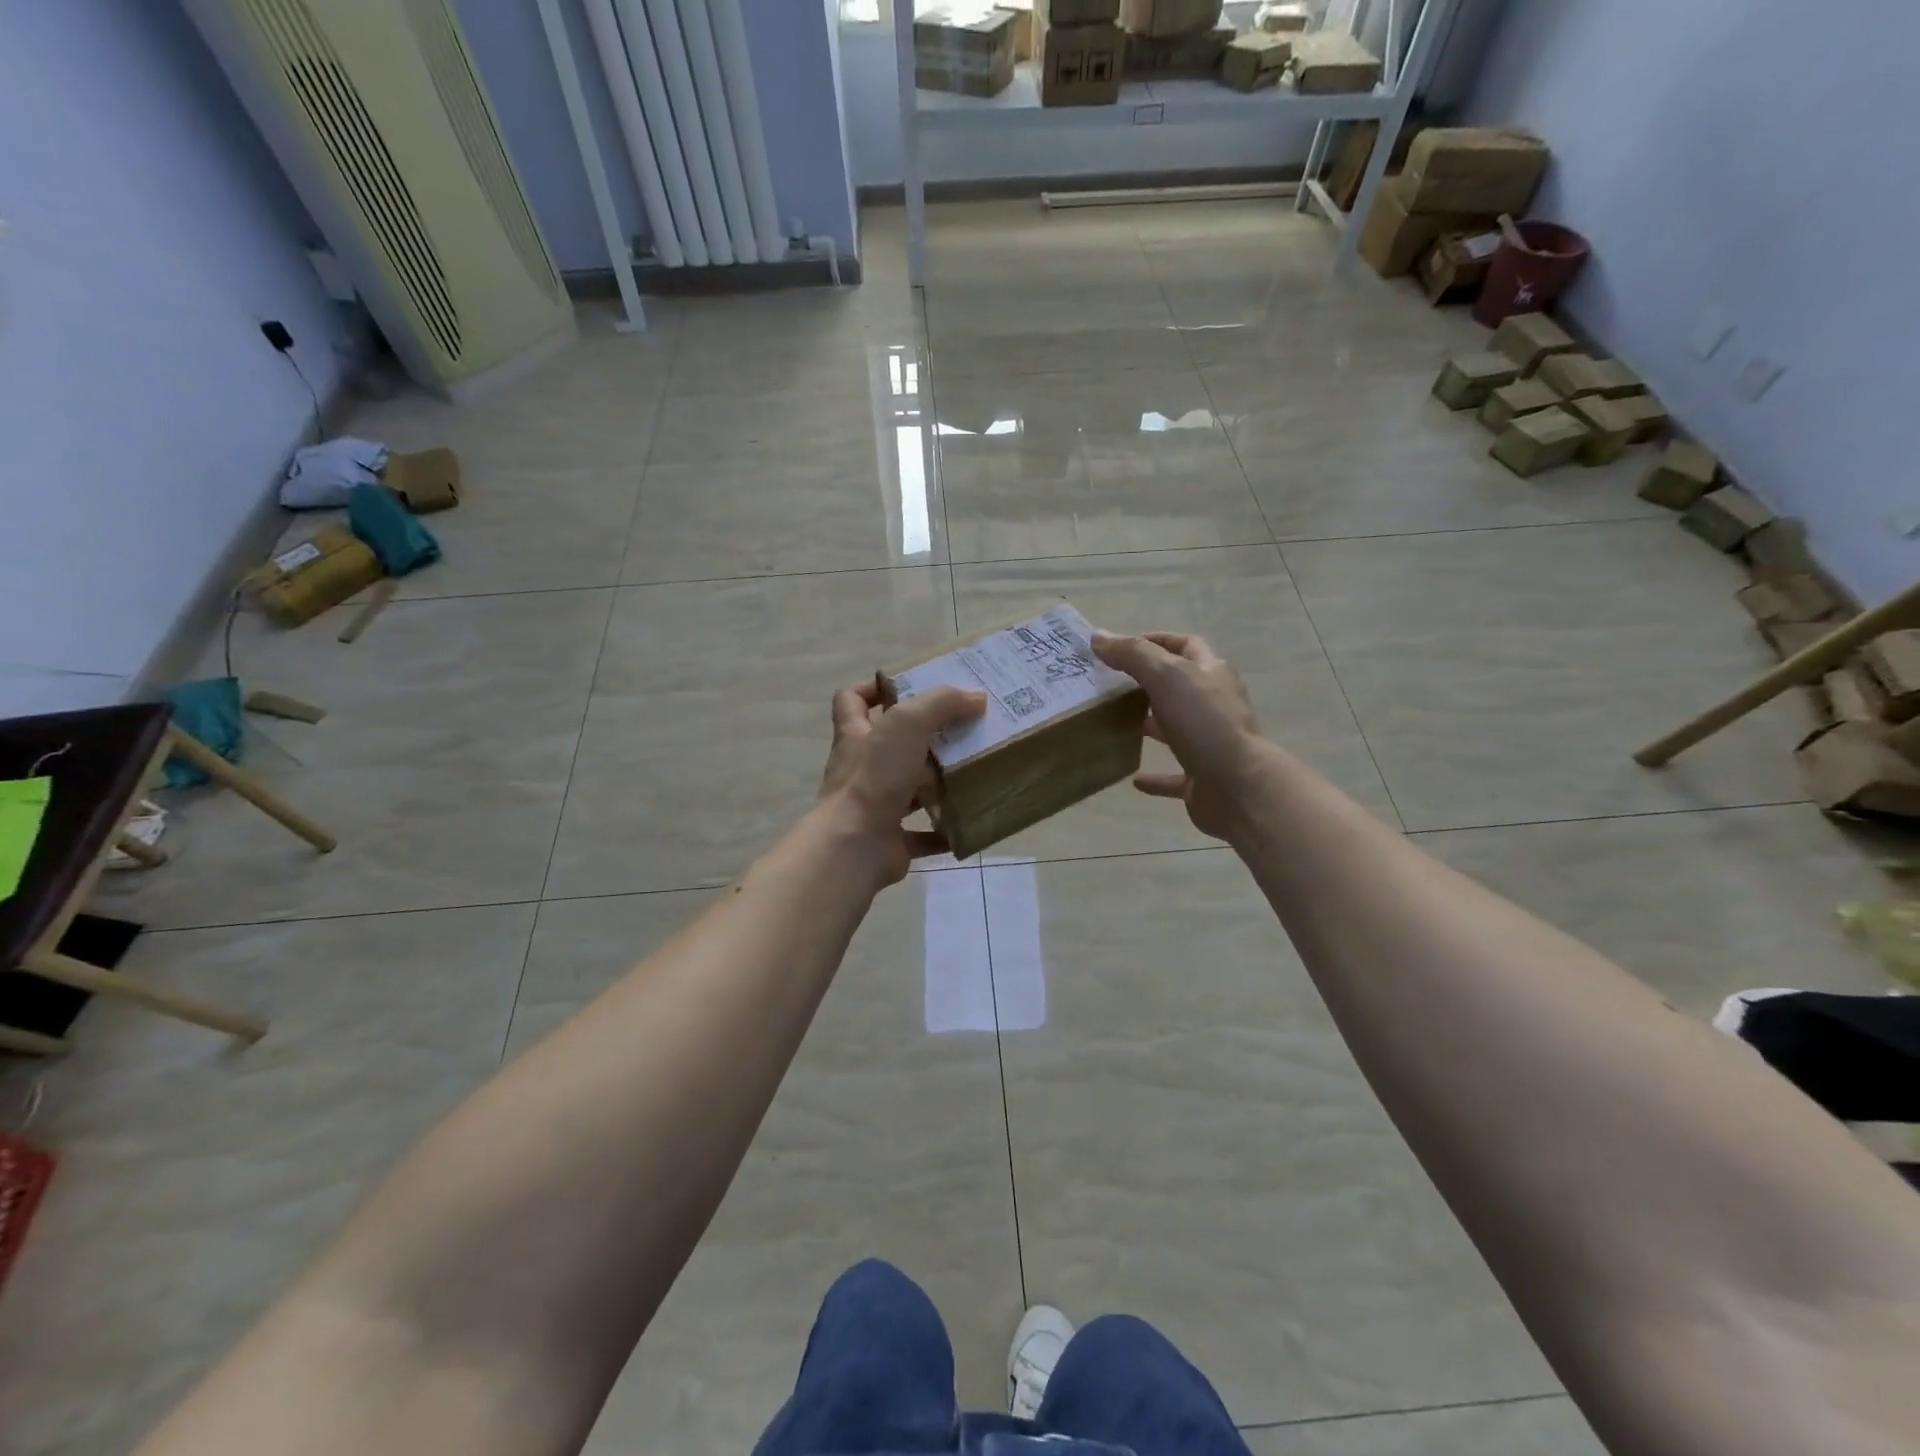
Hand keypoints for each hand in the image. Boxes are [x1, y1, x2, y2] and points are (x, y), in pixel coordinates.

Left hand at [817, 680, 986, 883]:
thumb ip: (941, 704)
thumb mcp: (908, 723)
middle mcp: (860, 769)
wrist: (856, 846)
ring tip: (971, 771)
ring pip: (906, 789)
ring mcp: (872, 807)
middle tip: (959, 729)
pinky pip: (921, 835)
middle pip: (887, 745)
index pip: (851, 701)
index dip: (874, 689)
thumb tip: (976, 697)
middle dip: (921, 738)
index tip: (909, 688)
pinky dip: (944, 830)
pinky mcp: (889, 840)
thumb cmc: (875, 777)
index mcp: (855, 735)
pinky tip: (969, 821)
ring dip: (935, 783)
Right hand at [1091, 632, 1267, 840]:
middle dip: (1150, 683)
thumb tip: (1099, 637)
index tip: (1121, 647)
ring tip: (1118, 724)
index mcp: (1212, 674)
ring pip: (1178, 729)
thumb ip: (1132, 654)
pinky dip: (1155, 776)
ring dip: (1152, 725)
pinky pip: (1175, 776)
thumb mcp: (1166, 676)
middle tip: (1112, 685)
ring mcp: (1211, 743)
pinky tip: (1134, 779)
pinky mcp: (1204, 779)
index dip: (1156, 640)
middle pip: (1181, 686)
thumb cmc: (1204, 722)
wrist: (1237, 786)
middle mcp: (1215, 705)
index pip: (1186, 645)